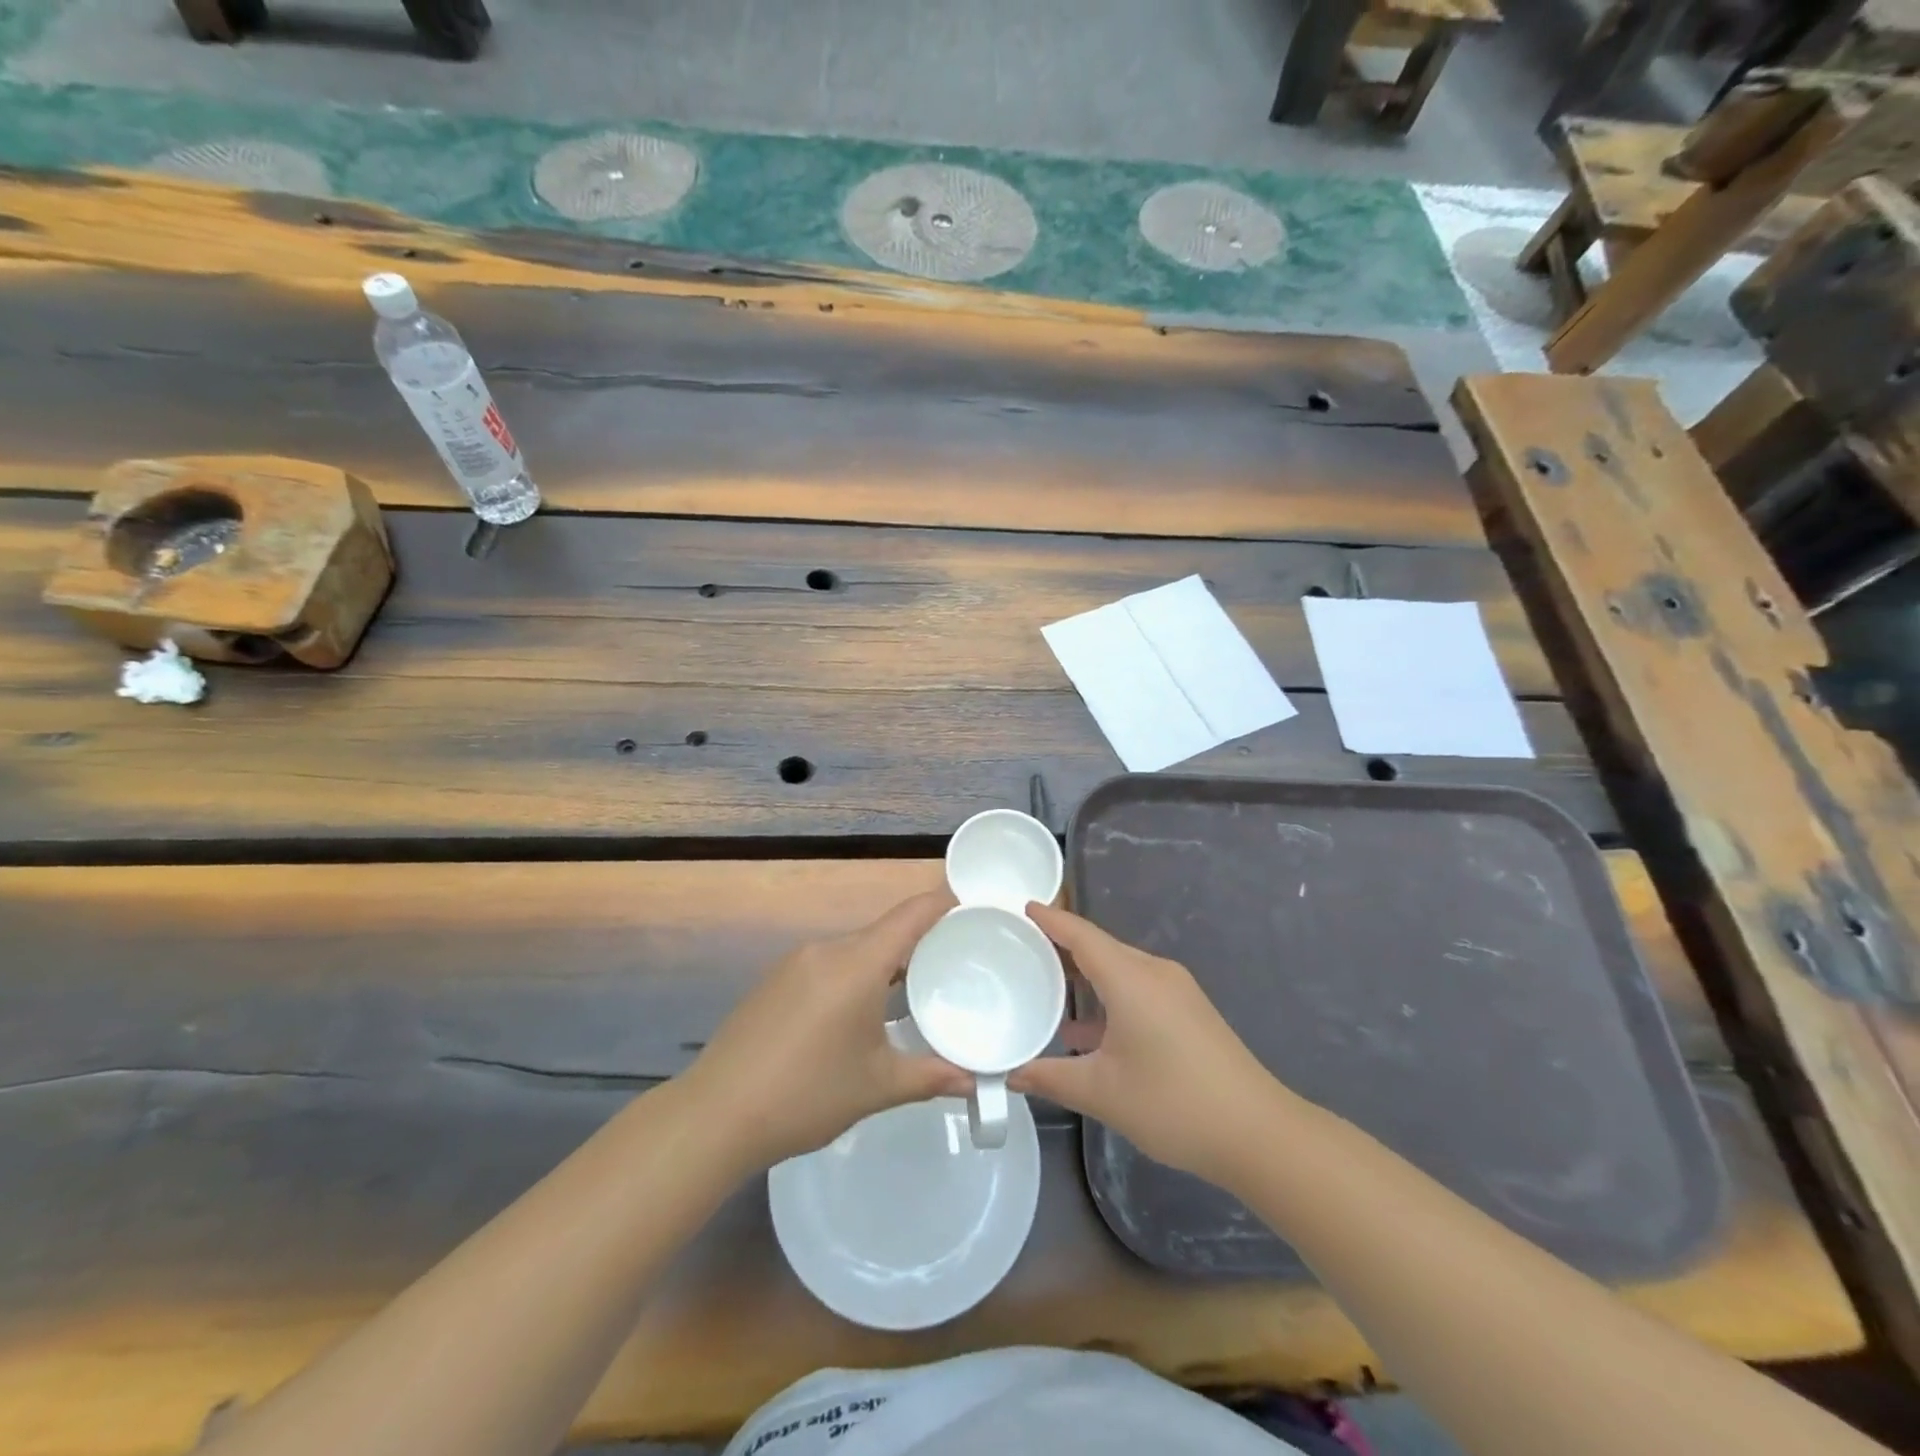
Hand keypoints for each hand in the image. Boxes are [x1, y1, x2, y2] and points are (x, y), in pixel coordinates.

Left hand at [683, 890, 972, 1173]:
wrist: (716, 1115)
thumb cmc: (806, 1094)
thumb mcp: (877, 1086)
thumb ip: (931, 1076)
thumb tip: (976, 1080)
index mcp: (856, 964)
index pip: (911, 915)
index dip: (944, 902)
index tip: (976, 905)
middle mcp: (827, 950)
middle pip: (885, 931)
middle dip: (922, 941)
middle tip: (958, 961)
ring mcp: (796, 962)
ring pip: (856, 948)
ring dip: (887, 962)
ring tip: (917, 989)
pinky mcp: (776, 980)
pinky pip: (830, 963)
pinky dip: (856, 974)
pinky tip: (863, 1011)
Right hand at [1010, 903, 1293, 1189]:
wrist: (1258, 1133)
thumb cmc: (1173, 1104)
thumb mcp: (1102, 1093)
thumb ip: (1051, 1078)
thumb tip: (1012, 1074)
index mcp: (1131, 979)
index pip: (1081, 935)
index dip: (1050, 919)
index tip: (1021, 908)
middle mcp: (1154, 972)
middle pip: (1100, 947)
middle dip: (1061, 945)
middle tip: (1021, 949)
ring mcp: (1176, 991)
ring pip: (1119, 969)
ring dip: (1085, 974)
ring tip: (1046, 986)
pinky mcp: (1189, 1011)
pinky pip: (1137, 987)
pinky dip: (1108, 995)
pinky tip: (1087, 1028)